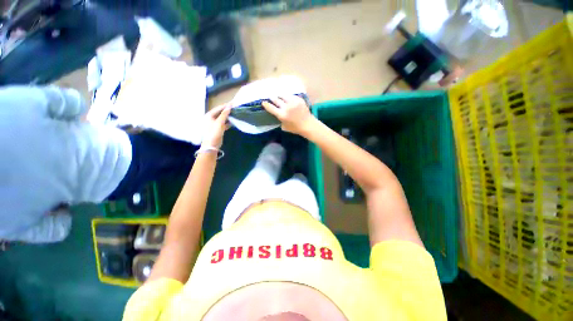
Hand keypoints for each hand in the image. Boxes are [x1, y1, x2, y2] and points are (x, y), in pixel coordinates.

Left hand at [202, 104, 231, 148]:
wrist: (212, 145)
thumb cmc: (214, 133)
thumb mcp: (219, 123)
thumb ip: (224, 114)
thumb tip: (229, 106)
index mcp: (209, 115)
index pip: (218, 108)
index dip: (226, 106)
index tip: (233, 103)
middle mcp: (211, 118)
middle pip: (220, 112)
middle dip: (227, 110)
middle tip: (235, 108)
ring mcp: (214, 124)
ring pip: (222, 118)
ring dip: (228, 116)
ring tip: (235, 114)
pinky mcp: (218, 128)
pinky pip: (224, 123)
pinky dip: (228, 122)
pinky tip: (233, 122)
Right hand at [262, 95, 314, 135]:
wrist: (308, 124)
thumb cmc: (296, 128)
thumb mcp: (285, 127)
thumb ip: (280, 120)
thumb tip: (277, 114)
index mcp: (282, 115)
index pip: (271, 108)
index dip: (266, 105)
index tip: (263, 102)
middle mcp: (286, 107)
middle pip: (276, 99)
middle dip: (272, 98)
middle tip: (270, 96)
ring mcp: (293, 102)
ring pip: (283, 95)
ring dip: (280, 96)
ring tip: (279, 96)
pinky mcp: (299, 99)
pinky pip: (291, 96)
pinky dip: (288, 97)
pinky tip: (288, 98)